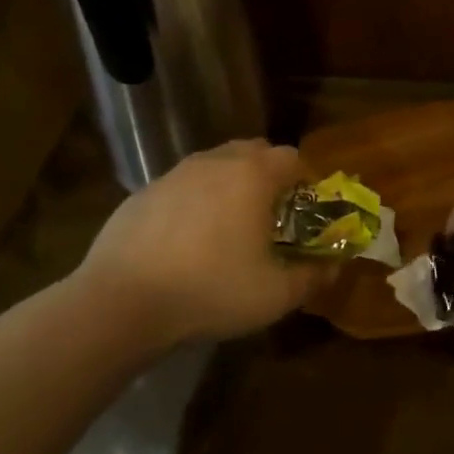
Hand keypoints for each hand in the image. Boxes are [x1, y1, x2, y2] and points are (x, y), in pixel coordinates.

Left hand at [77, 139, 325, 348]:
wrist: (121, 302)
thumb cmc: (211, 290)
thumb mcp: (275, 294)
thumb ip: (313, 277)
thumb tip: (333, 266)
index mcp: (252, 175)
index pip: (293, 158)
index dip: (307, 181)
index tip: (307, 212)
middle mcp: (215, 162)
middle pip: (254, 152)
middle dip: (270, 176)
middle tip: (272, 217)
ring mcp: (174, 174)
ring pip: (216, 166)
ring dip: (231, 186)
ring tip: (229, 229)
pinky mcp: (143, 192)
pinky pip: (183, 187)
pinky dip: (195, 202)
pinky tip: (187, 241)